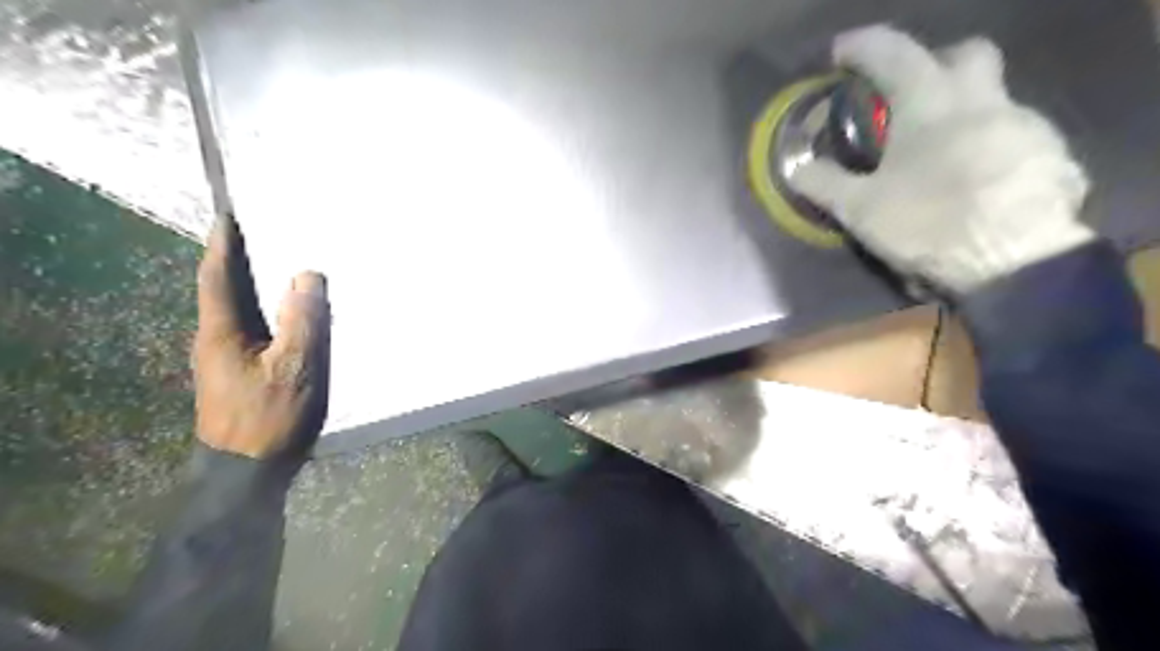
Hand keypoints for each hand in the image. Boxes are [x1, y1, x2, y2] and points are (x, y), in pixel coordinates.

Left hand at [194, 215, 330, 459]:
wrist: (245, 472)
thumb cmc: (268, 417)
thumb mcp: (294, 369)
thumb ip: (302, 322)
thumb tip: (307, 275)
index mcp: (221, 332)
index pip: (218, 277)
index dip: (224, 245)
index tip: (229, 215)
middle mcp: (216, 339)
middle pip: (226, 290)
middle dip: (240, 259)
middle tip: (264, 232)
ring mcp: (225, 358)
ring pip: (241, 310)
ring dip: (255, 285)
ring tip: (280, 264)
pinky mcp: (240, 372)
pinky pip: (254, 328)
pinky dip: (268, 310)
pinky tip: (288, 311)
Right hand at [788, 25, 1098, 292]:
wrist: (1017, 262)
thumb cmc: (929, 225)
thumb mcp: (862, 210)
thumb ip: (825, 183)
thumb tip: (795, 167)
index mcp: (931, 104)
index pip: (893, 53)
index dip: (862, 46)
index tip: (840, 53)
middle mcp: (984, 100)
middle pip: (966, 54)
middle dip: (934, 63)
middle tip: (907, 97)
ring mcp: (1026, 125)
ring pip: (992, 99)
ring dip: (962, 115)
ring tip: (937, 159)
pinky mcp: (1051, 155)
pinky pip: (1014, 138)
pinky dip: (989, 148)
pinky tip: (974, 183)